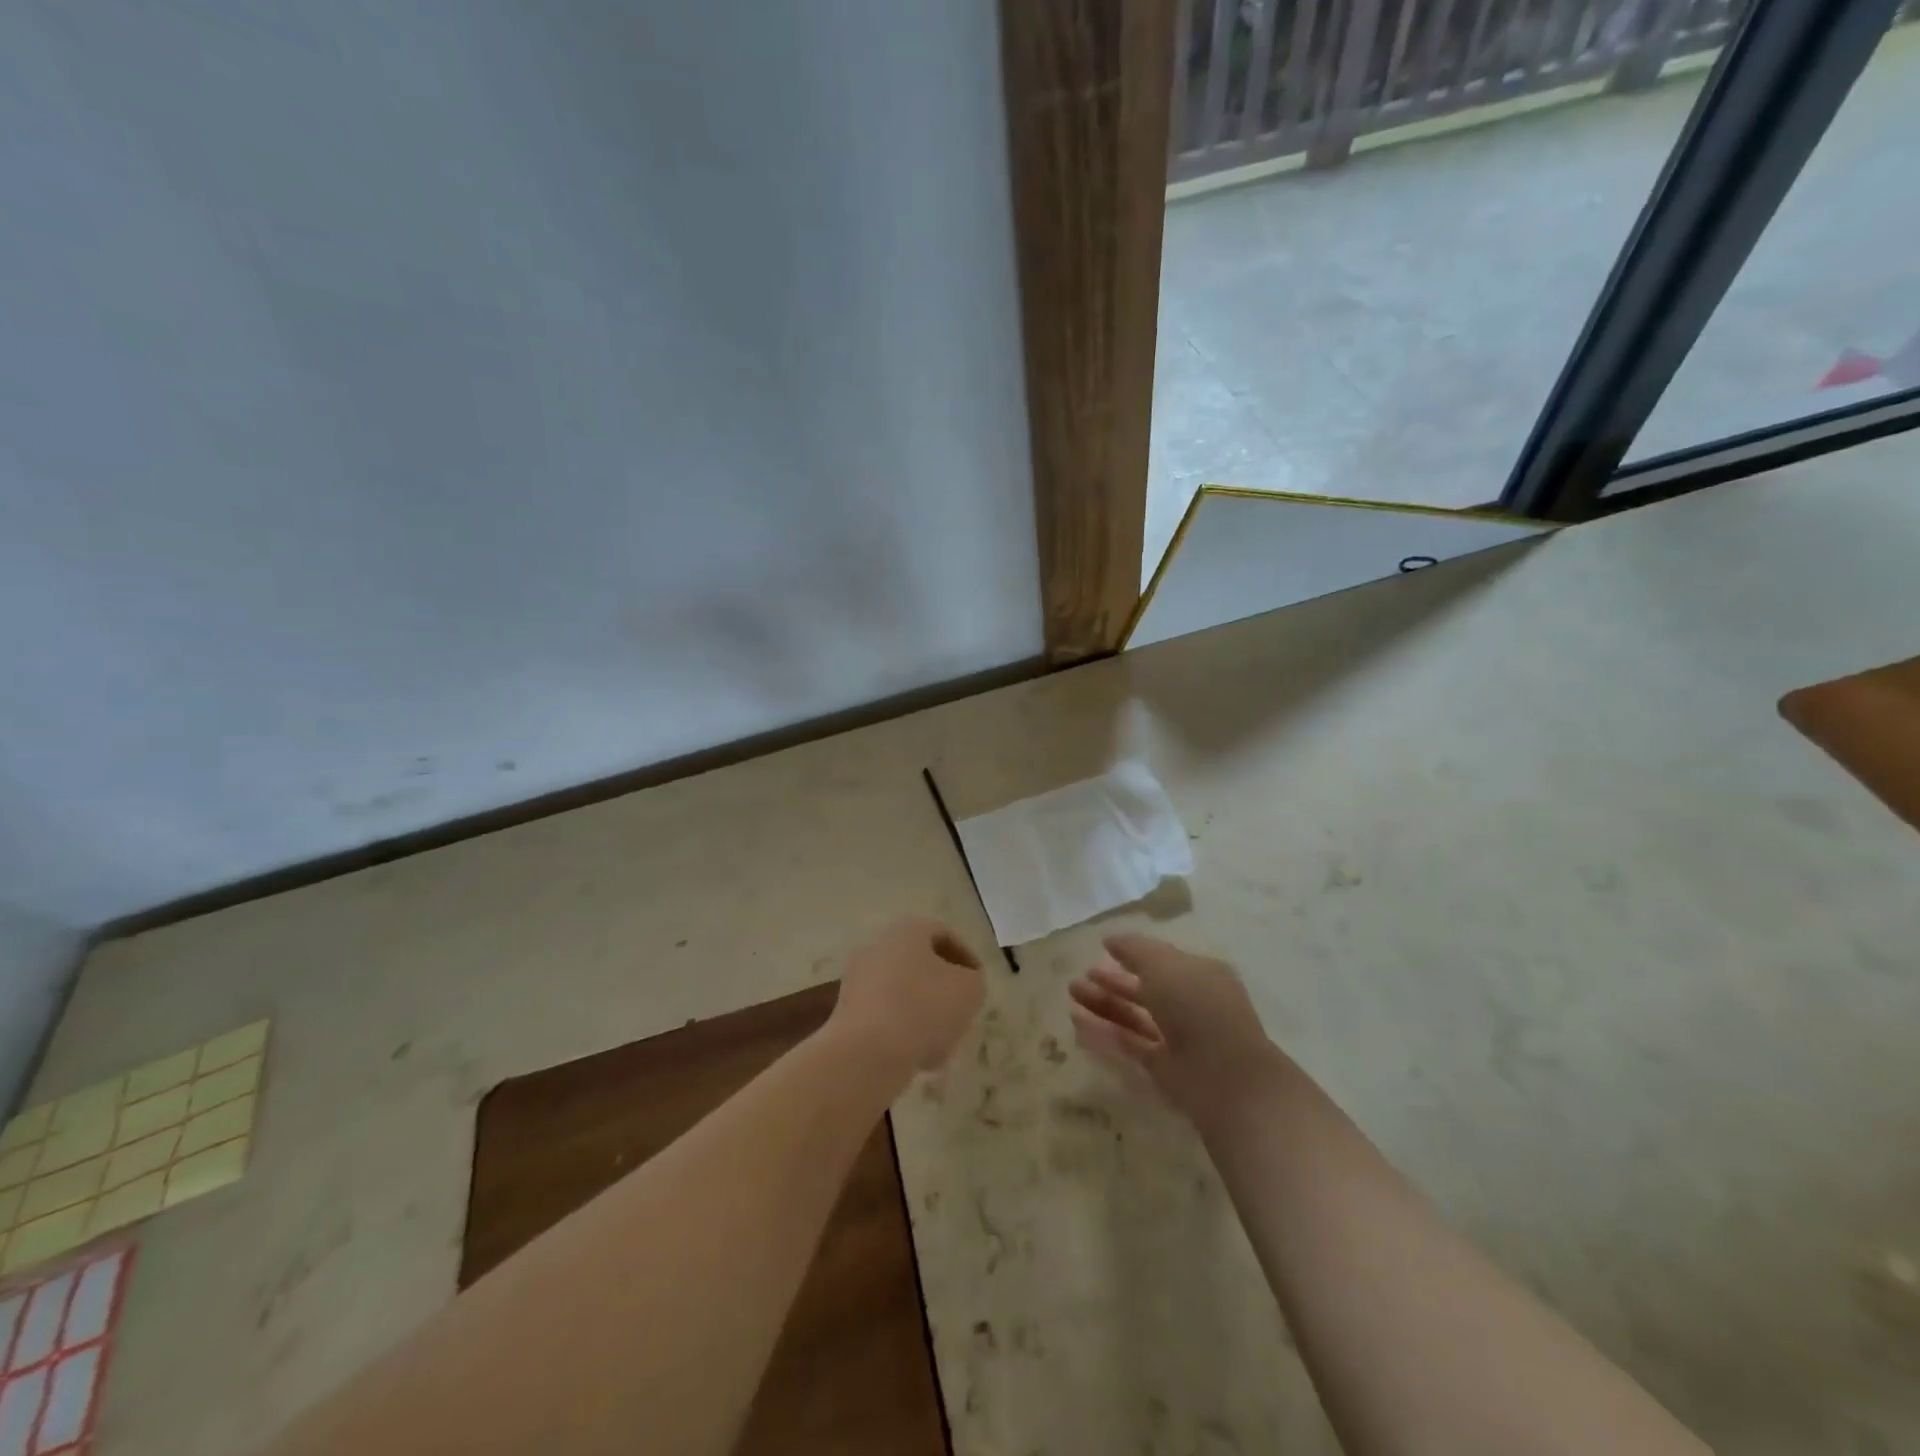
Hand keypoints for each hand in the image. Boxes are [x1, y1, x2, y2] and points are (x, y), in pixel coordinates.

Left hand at [830, 917, 985, 1075]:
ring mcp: (857, 979)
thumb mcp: (969, 990)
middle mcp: (877, 946)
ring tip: (943, 1040)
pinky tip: (918, 1055)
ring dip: (924, 1011)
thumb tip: (963, 983)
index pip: (943, 934)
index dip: (966, 958)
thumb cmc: (924, 1008)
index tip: (978, 983)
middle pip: (920, 963)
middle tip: (961, 1009)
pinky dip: (903, 1029)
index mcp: (906, 930)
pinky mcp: (847, 1012)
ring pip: (902, 990)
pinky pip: (884, 1014)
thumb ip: (973, 980)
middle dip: (943, 987)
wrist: (867, 1053)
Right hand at [1068, 933, 1282, 1122]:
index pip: (1162, 960)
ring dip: (1103, 1004)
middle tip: (1079, 976)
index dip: (1132, 954)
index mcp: (1199, 974)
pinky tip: (1077, 1022)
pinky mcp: (1164, 1068)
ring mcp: (1178, 1038)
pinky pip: (1130, 1043)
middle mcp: (1190, 1004)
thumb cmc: (1197, 1007)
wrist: (1226, 1078)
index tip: (1102, 949)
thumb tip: (1110, 940)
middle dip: (1112, 981)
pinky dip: (1105, 1032)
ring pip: (1135, 1016)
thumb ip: (1134, 949)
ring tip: (1071, 994)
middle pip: (1145, 989)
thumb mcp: (1164, 965)